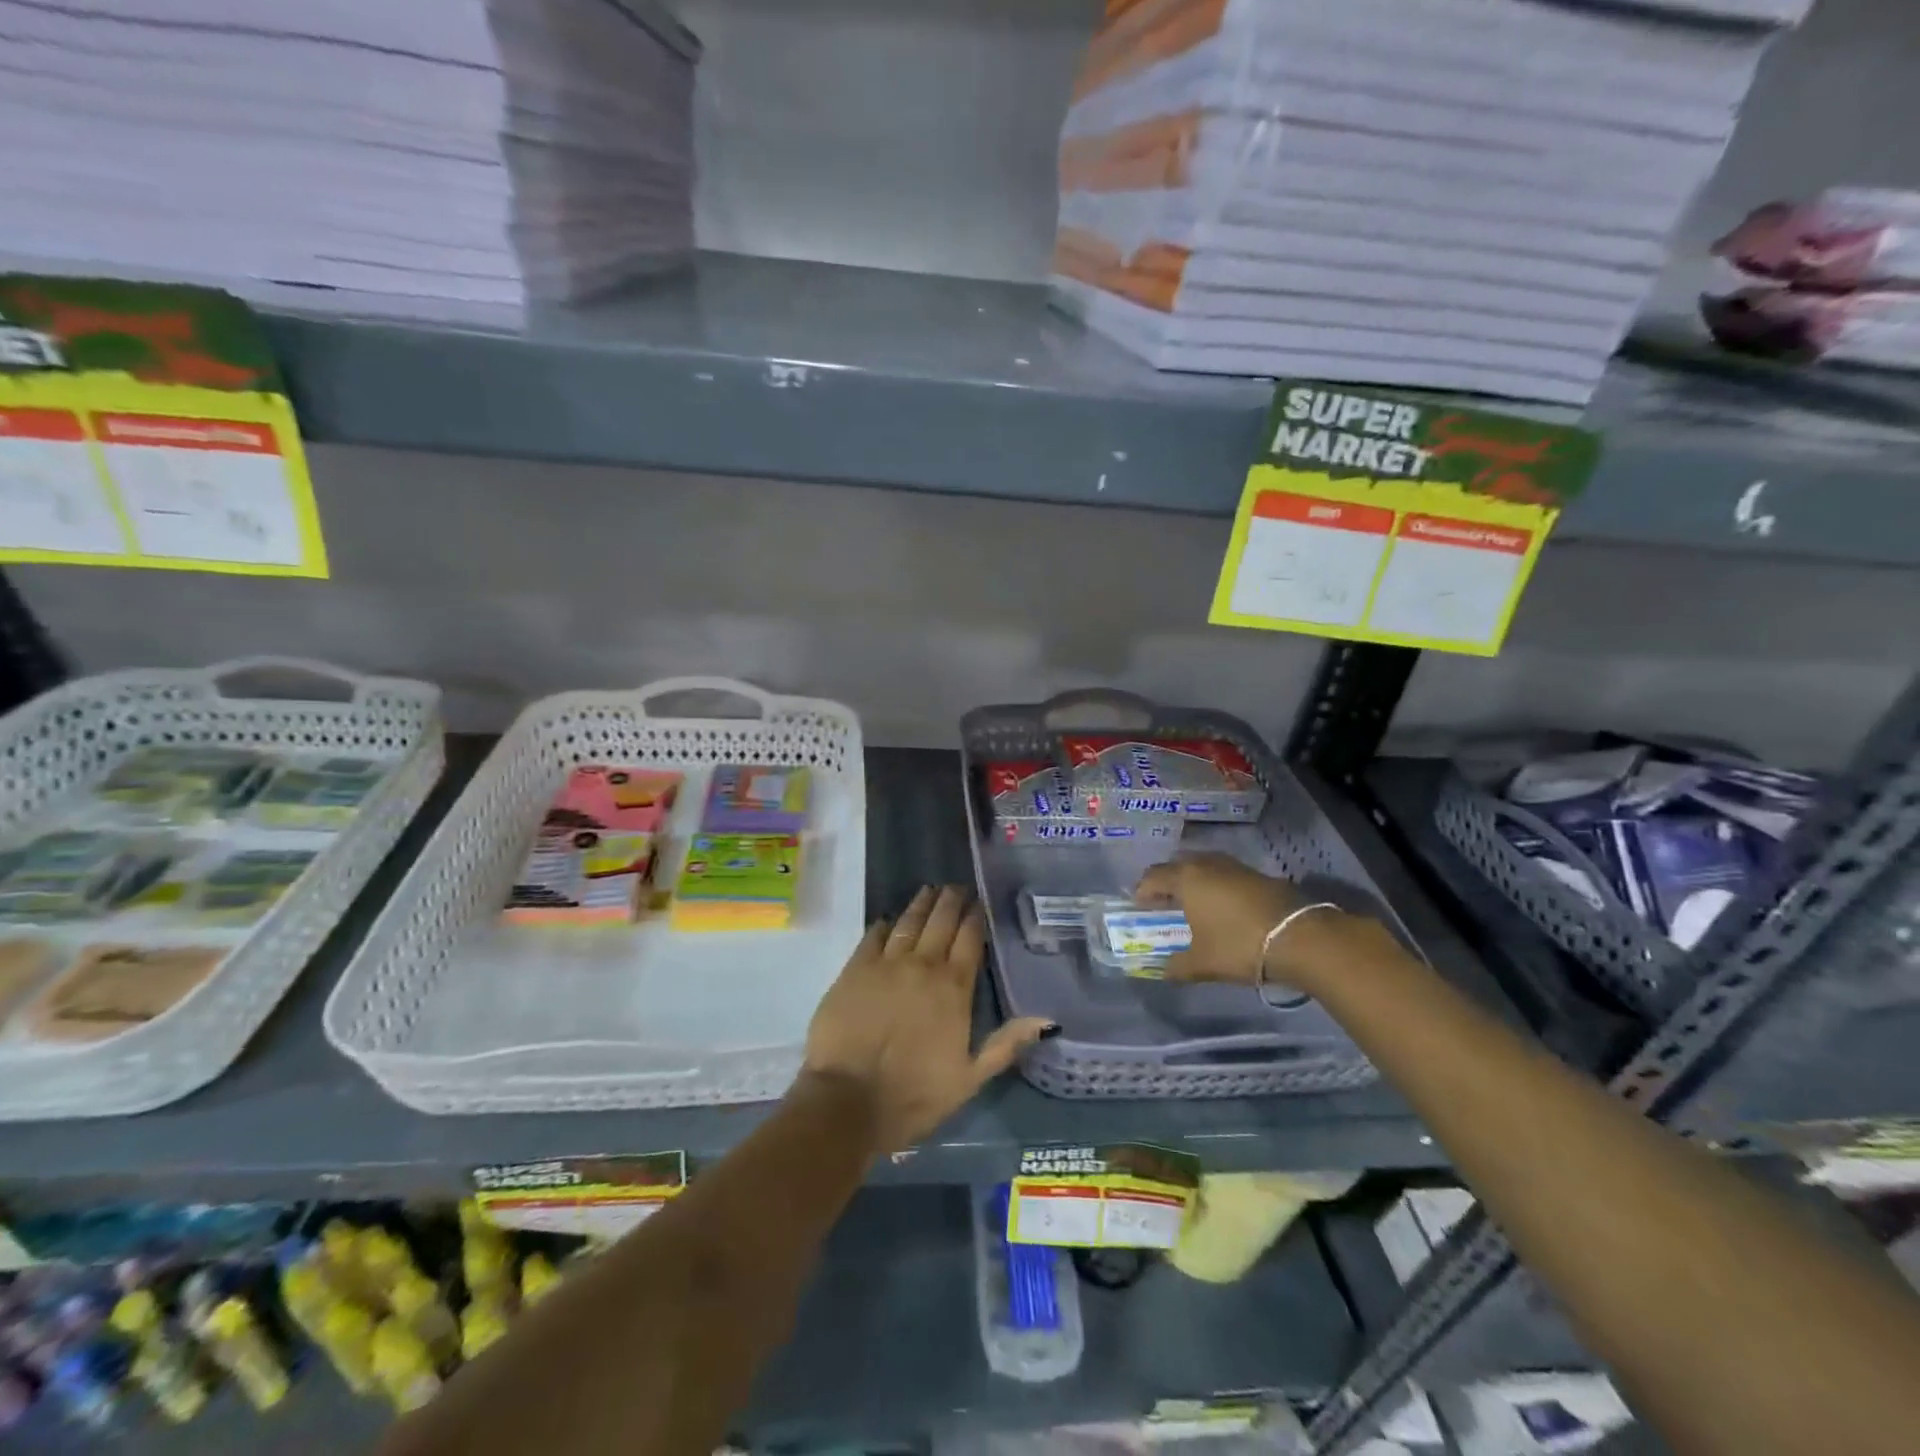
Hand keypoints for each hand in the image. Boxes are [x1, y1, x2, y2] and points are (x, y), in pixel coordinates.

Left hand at [803, 886, 1055, 1149]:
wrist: (847, 1100)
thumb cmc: (913, 1095)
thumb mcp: (969, 1079)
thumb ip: (1006, 1044)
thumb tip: (1048, 1020)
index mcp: (954, 989)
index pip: (969, 940)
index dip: (975, 917)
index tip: (979, 901)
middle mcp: (923, 966)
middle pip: (940, 922)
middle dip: (951, 901)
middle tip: (956, 886)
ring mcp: (885, 964)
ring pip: (908, 922)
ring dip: (921, 904)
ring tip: (929, 890)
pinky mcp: (854, 970)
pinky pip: (872, 936)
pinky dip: (883, 925)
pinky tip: (887, 919)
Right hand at [1134, 851, 1352, 992]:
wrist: (1300, 937)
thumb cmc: (1239, 946)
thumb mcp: (1203, 963)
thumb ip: (1177, 966)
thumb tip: (1163, 970)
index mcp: (1186, 878)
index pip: (1152, 877)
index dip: (1142, 892)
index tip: (1140, 908)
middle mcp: (1206, 864)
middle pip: (1176, 866)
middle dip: (1166, 883)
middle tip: (1163, 904)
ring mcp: (1234, 866)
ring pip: (1202, 866)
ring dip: (1192, 881)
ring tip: (1192, 904)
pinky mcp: (1257, 874)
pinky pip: (1223, 874)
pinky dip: (1215, 885)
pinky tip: (1221, 907)